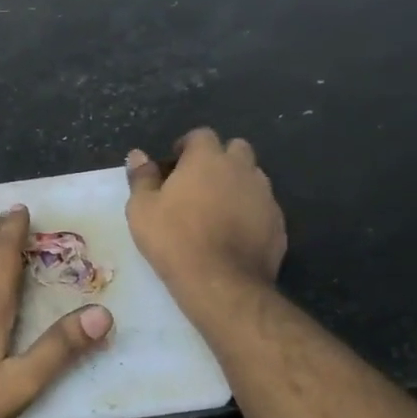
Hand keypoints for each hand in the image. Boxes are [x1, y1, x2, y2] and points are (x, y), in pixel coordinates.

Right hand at [126, 129, 286, 302]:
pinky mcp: (278, 223)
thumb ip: (142, 177)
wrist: (221, 282)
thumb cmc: (174, 239)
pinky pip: (263, 207)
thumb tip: (138, 155)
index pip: (201, 135)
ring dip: (236, 184)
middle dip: (219, 159)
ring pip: (253, 177)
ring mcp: (265, 196)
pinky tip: (234, 233)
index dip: (186, 147)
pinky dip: (250, 212)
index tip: (174, 166)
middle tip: (198, 183)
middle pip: (236, 149)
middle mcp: (241, 169)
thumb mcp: (142, 208)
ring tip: (217, 209)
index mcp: (207, 159)